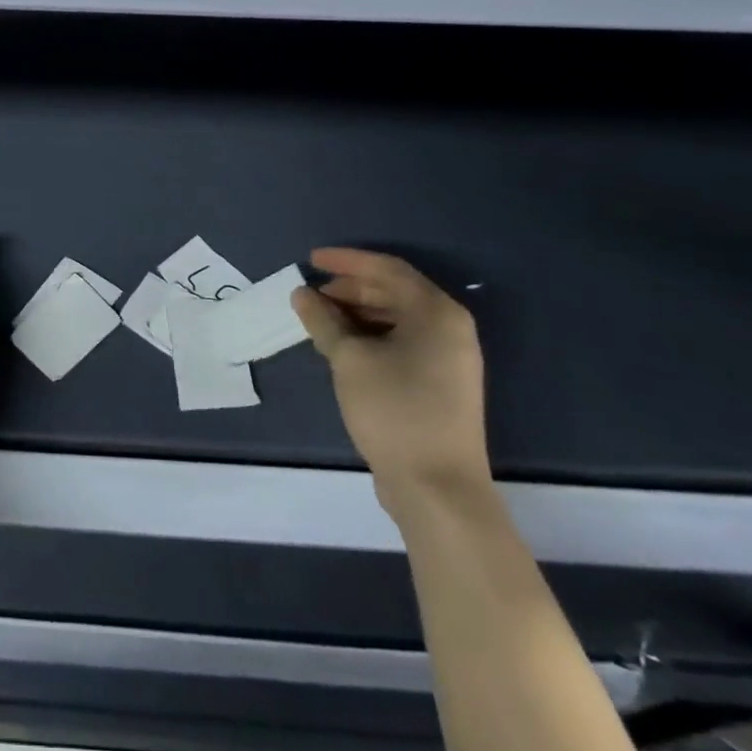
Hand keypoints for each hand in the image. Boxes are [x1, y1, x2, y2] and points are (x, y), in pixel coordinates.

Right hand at [292, 248, 490, 517]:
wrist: (438, 490)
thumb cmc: (395, 411)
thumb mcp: (350, 359)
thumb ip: (323, 320)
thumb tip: (302, 294)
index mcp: (437, 313)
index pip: (387, 268)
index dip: (346, 261)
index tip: (310, 260)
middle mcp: (449, 329)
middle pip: (393, 292)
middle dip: (349, 290)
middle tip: (311, 296)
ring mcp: (448, 359)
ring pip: (396, 319)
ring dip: (356, 314)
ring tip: (319, 321)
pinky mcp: (440, 384)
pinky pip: (401, 343)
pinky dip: (370, 337)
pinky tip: (341, 347)